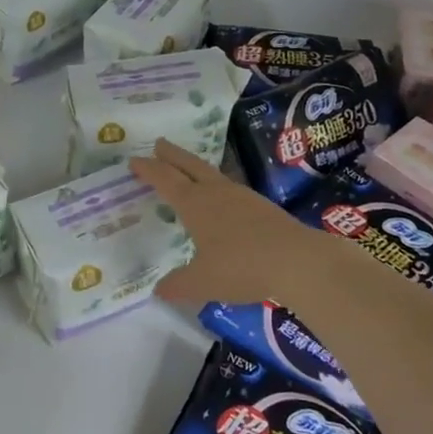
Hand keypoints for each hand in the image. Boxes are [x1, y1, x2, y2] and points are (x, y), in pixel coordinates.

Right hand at [130, 140, 319, 305]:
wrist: (298, 261)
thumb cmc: (242, 267)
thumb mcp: (202, 282)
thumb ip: (178, 285)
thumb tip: (158, 290)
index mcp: (195, 204)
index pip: (165, 180)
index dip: (148, 170)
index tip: (133, 160)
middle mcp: (216, 193)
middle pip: (189, 165)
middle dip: (171, 154)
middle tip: (159, 143)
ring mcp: (242, 197)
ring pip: (212, 174)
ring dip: (195, 167)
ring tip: (187, 168)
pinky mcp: (262, 207)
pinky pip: (230, 188)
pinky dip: (216, 185)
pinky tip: (221, 198)